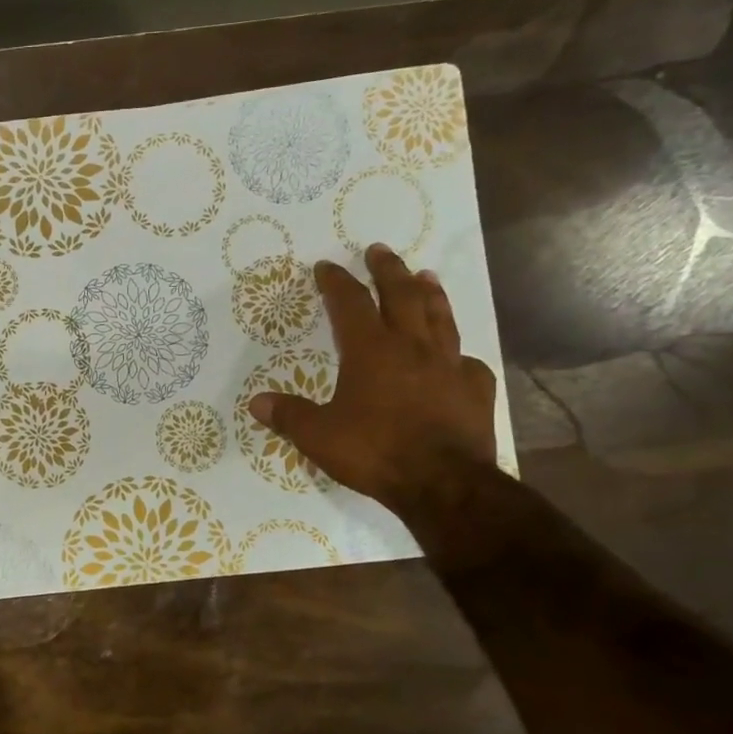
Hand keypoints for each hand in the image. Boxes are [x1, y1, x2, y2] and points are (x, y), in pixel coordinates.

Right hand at [249, 244, 497, 512]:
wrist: (443, 483)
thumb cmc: (374, 452)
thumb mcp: (318, 436)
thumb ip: (289, 416)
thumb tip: (257, 402)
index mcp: (370, 351)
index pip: (350, 304)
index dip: (336, 282)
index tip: (326, 266)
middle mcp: (412, 347)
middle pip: (402, 295)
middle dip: (387, 270)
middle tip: (379, 250)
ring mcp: (449, 365)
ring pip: (440, 317)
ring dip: (430, 293)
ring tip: (425, 275)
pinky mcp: (475, 389)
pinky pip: (466, 361)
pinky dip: (457, 352)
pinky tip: (456, 355)